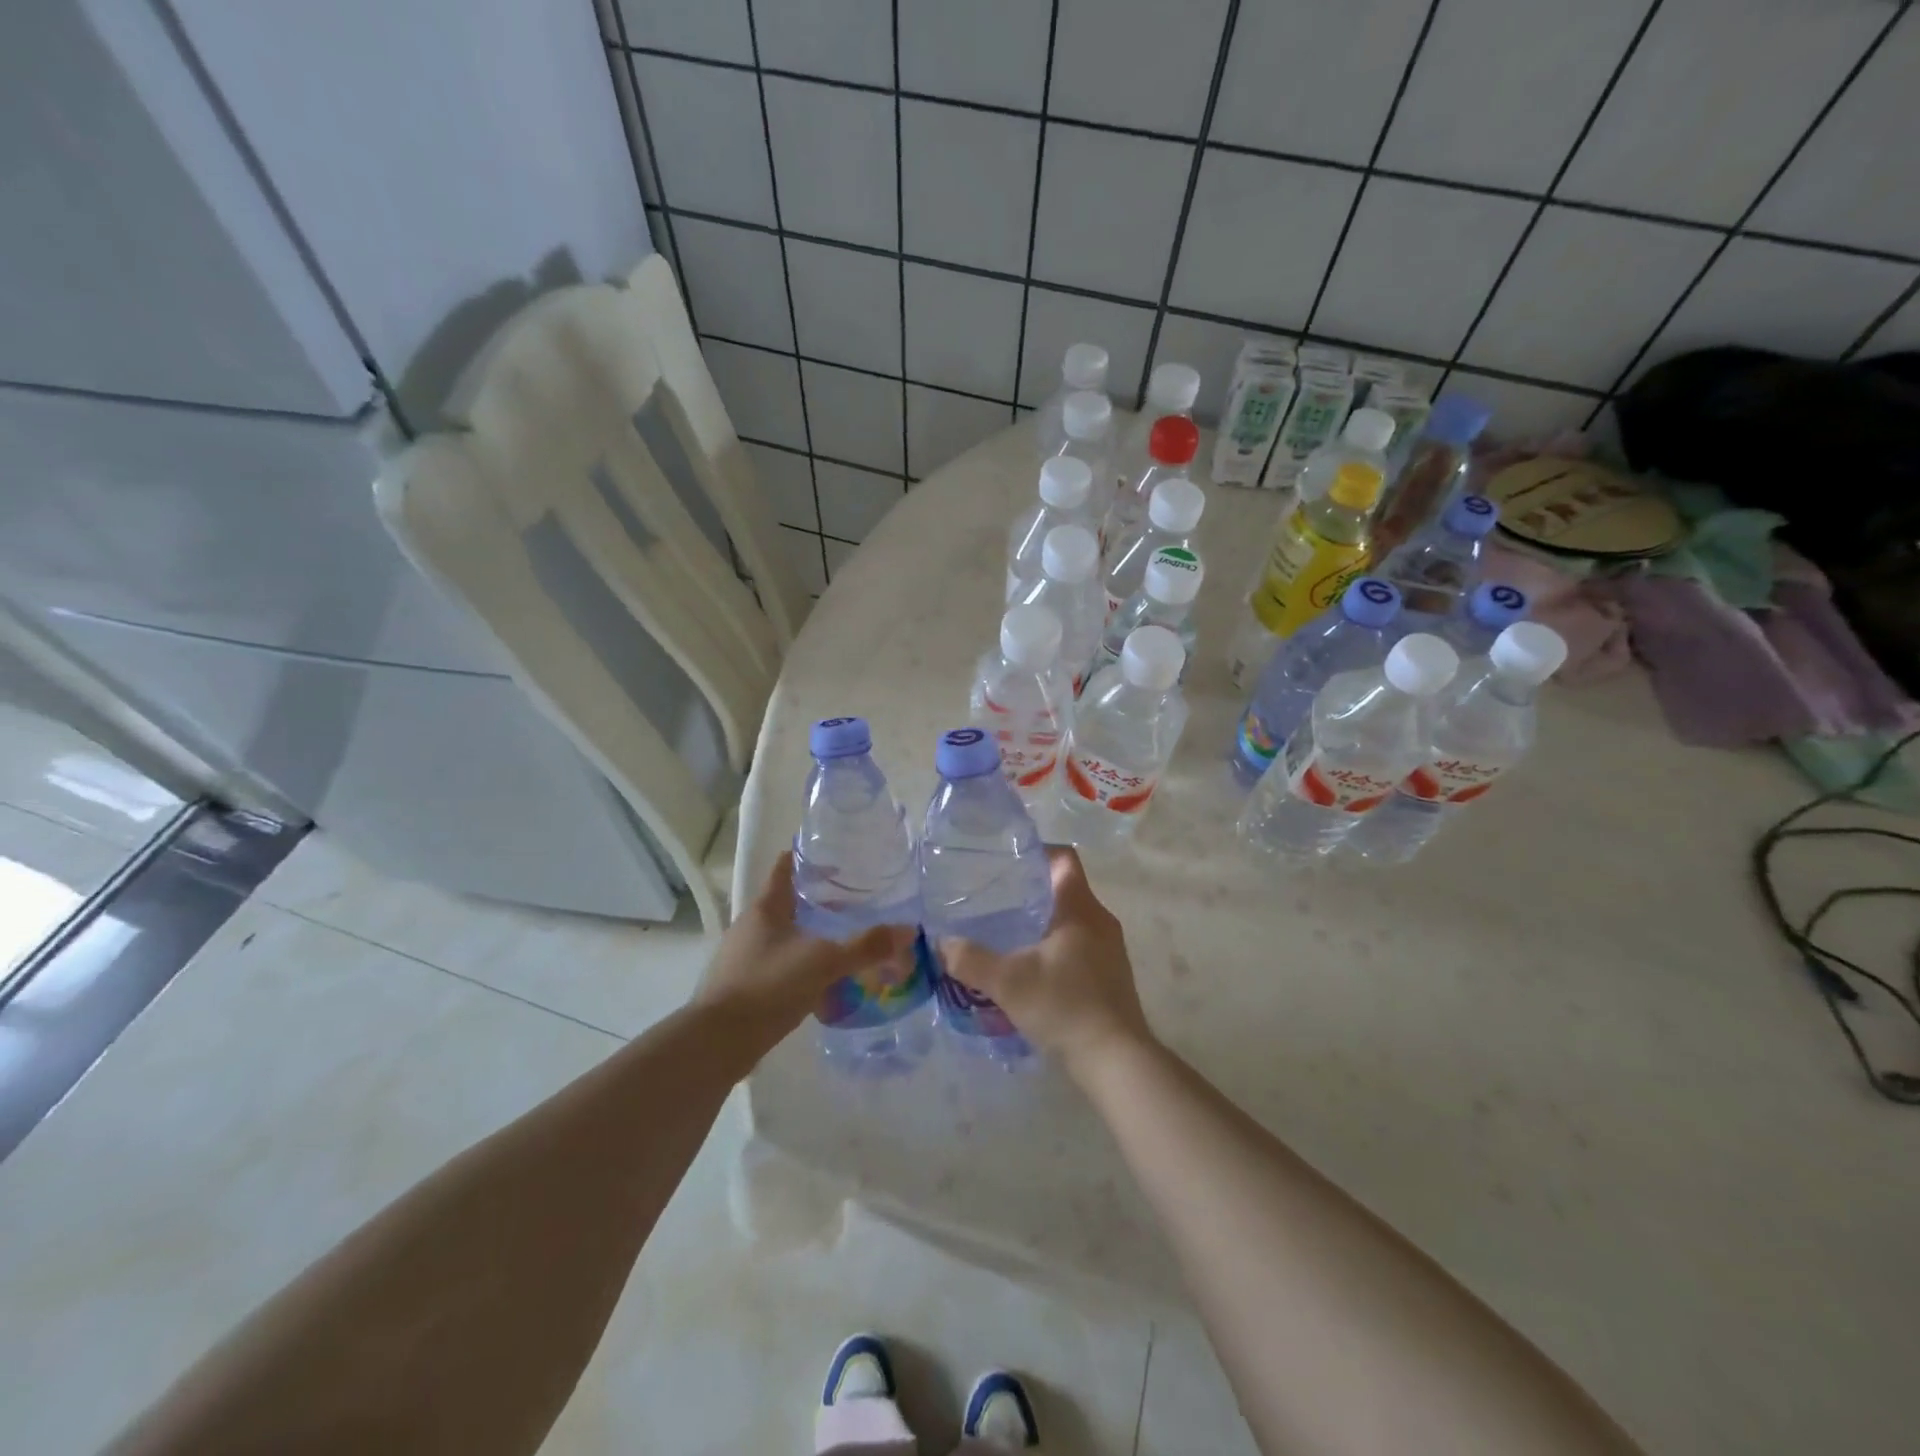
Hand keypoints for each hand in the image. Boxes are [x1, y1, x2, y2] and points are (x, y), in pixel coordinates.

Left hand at [695, 852, 916, 1056]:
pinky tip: (823, 983)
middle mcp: (751, 926)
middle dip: (819, 901)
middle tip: (855, 902)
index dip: (808, 857)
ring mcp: (743, 958)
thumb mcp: (824, 962)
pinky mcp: (743, 987)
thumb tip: (908, 930)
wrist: (718, 1042)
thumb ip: (865, 947)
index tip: (836, 855)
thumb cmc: (768, 985)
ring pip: (784, 936)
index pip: (785, 867)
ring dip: (811, 936)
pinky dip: (801, 967)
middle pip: (787, 902)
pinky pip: (779, 967)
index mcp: (766, 908)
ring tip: (844, 941)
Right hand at [938, 846, 1154, 1079]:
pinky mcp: (1111, 975)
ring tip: (1008, 931)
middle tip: (996, 897)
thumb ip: (971, 960)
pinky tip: (1032, 967)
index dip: (1038, 851)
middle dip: (1033, 888)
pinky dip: (1057, 945)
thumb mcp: (1008, 982)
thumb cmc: (1064, 1006)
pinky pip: (1081, 944)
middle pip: (1067, 888)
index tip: (1007, 860)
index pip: (1065, 858)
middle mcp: (1101, 920)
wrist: (1115, 1059)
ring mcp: (1110, 949)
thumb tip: (941, 943)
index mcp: (1080, 908)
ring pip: (1074, 919)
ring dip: (1045, 920)